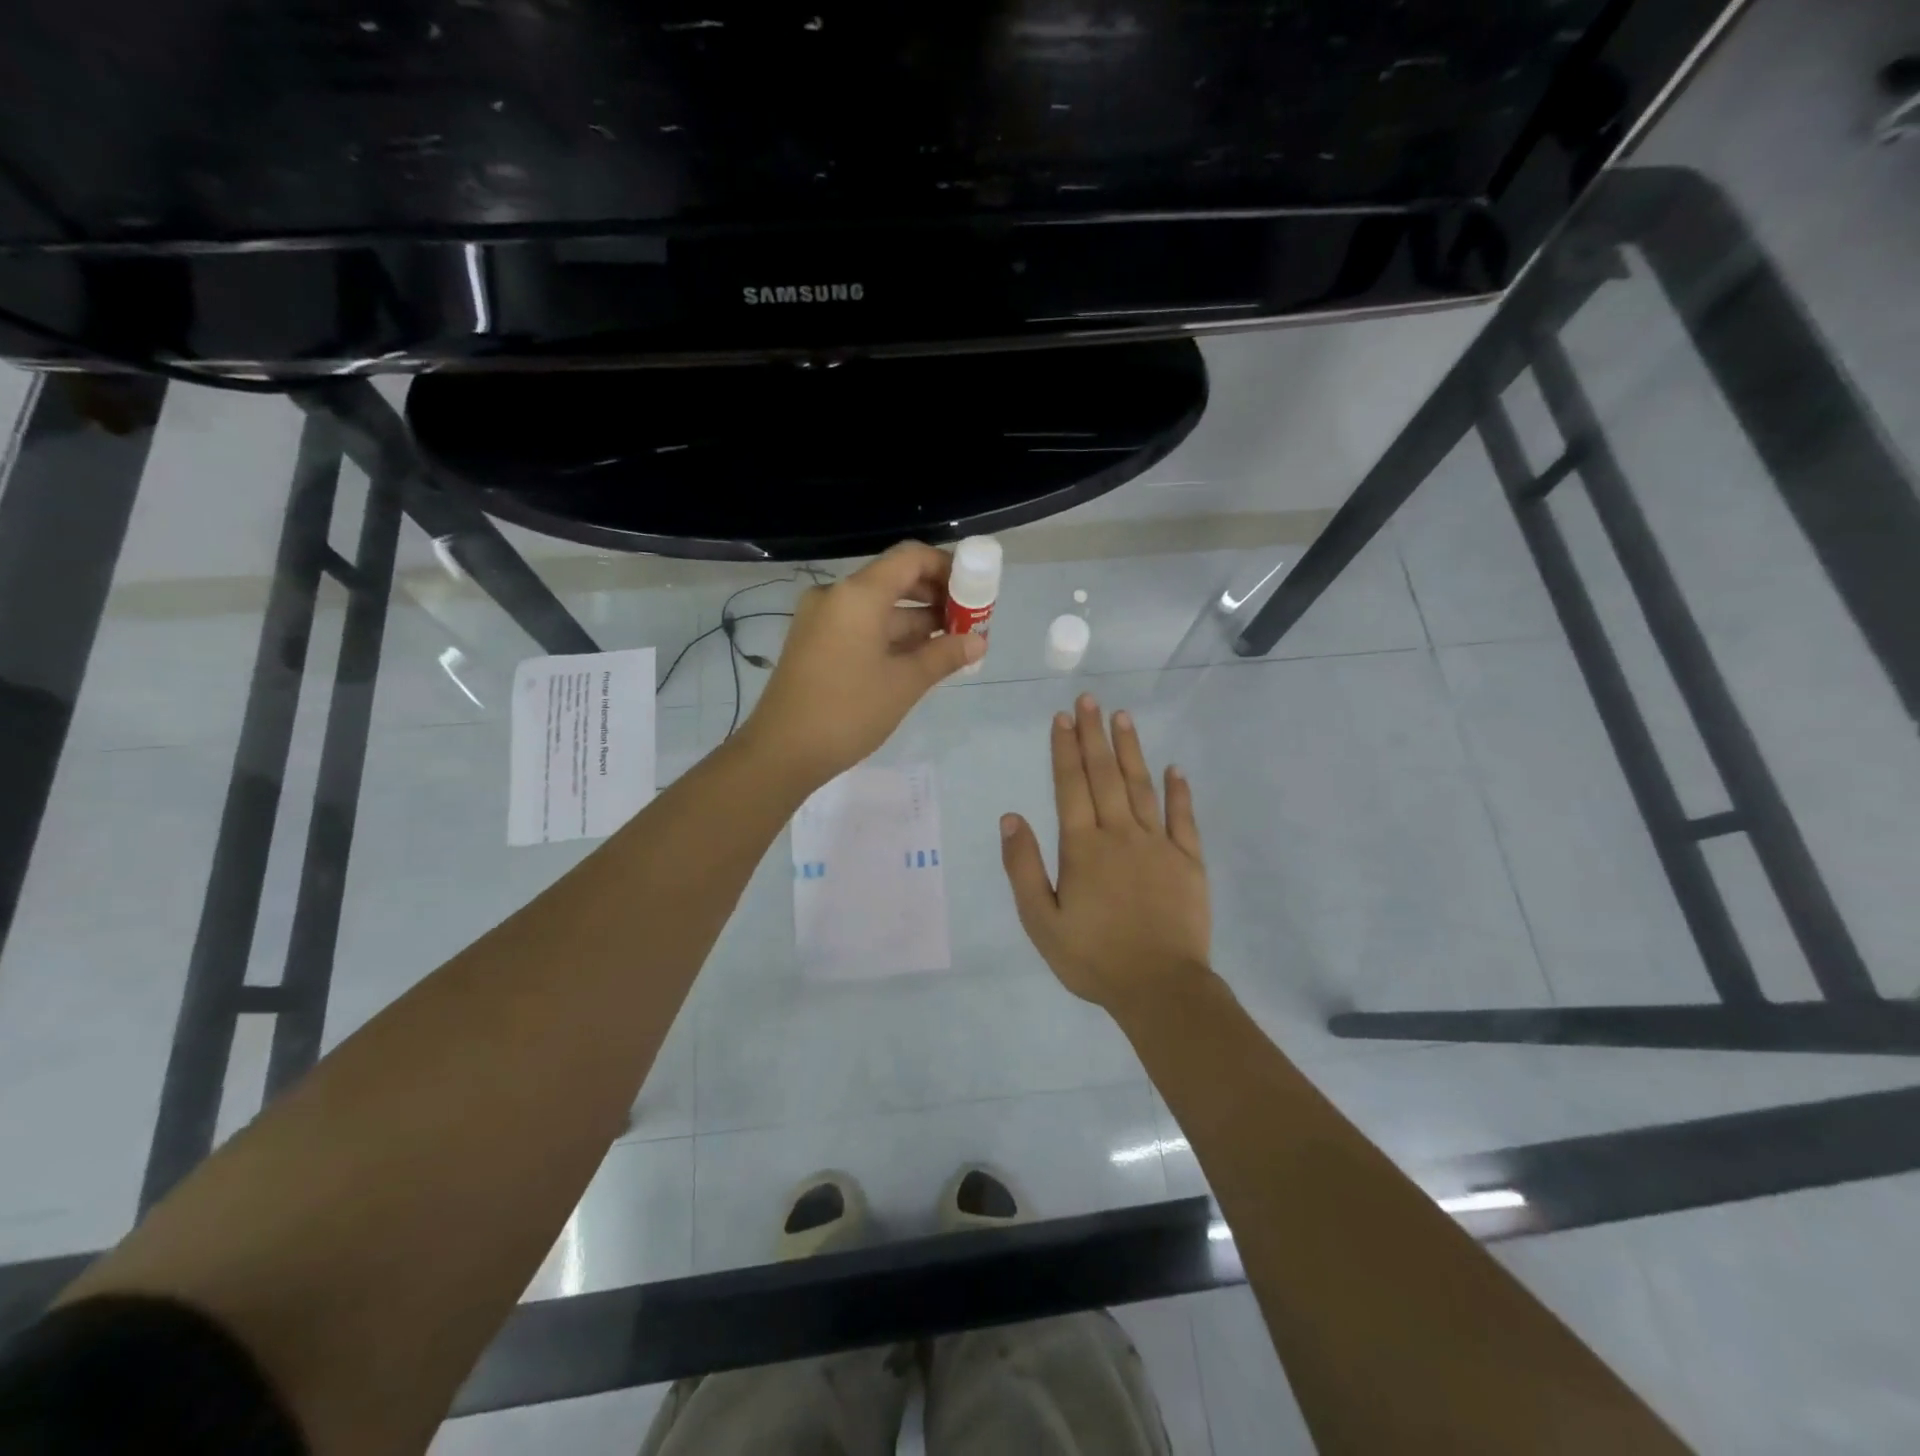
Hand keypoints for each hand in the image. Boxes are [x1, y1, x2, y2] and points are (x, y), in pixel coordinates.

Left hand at [744, 542, 983, 785]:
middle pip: (895, 580)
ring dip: (916, 621)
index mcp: (858, 595)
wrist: (781, 752)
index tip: (974, 591)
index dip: (947, 567)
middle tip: (969, 622)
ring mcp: (822, 620)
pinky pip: (862, 627)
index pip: (910, 558)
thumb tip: (978, 641)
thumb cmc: (848, 711)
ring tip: (952, 645)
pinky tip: (920, 658)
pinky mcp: (816, 643)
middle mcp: (836, 596)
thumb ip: (944, 655)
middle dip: (935, 597)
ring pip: (879, 607)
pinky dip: (891, 636)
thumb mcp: (904, 683)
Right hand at [1000, 695, 1210, 1013]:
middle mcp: (1120, 835)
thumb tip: (1011, 817)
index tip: (1063, 717)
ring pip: (1142, 787)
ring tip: (1123, 717)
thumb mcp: (1041, 921)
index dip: (1065, 749)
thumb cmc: (1093, 957)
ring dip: (1131, 750)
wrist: (1160, 989)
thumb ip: (1024, 867)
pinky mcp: (1189, 862)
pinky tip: (1174, 769)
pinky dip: (1179, 792)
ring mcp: (1158, 845)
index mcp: (1083, 847)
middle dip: (1094, 735)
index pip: (1070, 786)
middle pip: (1105, 775)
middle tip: (1090, 699)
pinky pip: (1183, 818)